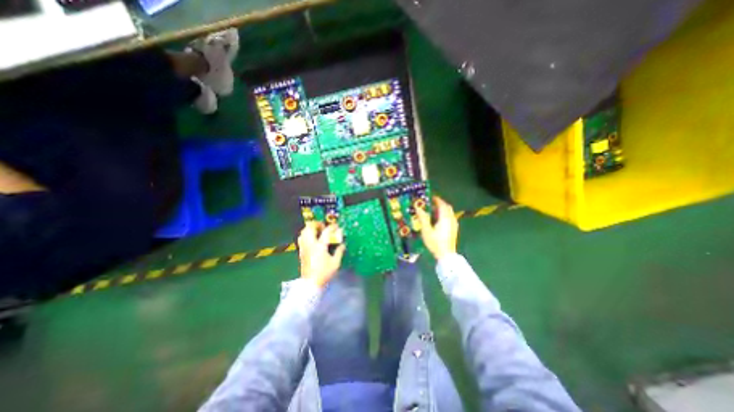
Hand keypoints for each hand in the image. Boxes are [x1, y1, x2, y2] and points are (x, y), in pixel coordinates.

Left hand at [297, 223, 346, 286]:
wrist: (310, 284)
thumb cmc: (324, 273)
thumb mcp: (335, 263)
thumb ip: (339, 251)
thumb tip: (342, 244)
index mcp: (320, 246)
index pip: (326, 232)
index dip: (332, 227)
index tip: (337, 227)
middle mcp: (310, 244)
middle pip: (310, 227)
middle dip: (318, 224)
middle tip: (324, 227)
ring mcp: (304, 247)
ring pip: (304, 232)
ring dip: (311, 228)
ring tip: (318, 231)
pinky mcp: (301, 251)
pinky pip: (302, 238)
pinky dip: (307, 234)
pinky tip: (313, 239)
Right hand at [415, 196, 457, 259]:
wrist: (446, 255)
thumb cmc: (435, 242)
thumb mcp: (426, 230)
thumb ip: (423, 217)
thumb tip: (418, 207)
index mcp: (445, 218)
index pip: (442, 205)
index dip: (437, 199)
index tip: (431, 197)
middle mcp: (451, 219)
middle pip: (447, 207)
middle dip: (440, 204)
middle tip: (431, 203)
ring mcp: (453, 224)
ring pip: (449, 213)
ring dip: (442, 210)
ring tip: (433, 211)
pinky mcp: (453, 229)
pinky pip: (449, 217)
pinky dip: (444, 215)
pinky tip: (438, 220)